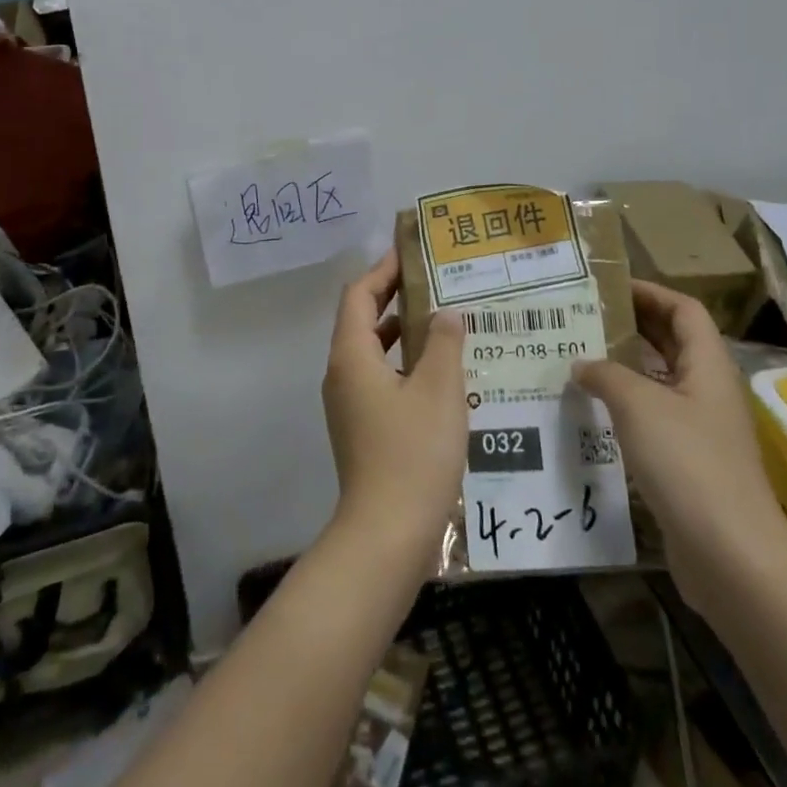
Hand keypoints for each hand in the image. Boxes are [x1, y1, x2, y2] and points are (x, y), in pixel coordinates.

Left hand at [321, 249, 467, 574]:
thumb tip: (445, 312)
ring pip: (372, 351)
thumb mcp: (438, 389)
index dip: (383, 269)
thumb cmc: (413, 452)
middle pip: (362, 319)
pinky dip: (404, 363)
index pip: (358, 294)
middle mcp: (342, 373)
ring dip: (401, 331)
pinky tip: (440, 373)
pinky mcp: (361, 428)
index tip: (411, 253)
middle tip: (434, 281)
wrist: (387, 534)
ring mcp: (349, 403)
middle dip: (394, 296)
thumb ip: (443, 342)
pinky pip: (380, 378)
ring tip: (443, 320)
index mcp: (351, 355)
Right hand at [573, 282, 786, 618]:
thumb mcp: (638, 405)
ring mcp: (701, 429)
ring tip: (579, 358)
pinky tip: (593, 411)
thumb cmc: (688, 463)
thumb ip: (606, 375)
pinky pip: (654, 417)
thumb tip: (581, 364)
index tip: (608, 288)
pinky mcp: (689, 463)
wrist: (731, 556)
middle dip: (633, 326)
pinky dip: (625, 406)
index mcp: (708, 366)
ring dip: (625, 367)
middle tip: (585, 318)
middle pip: (673, 343)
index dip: (650, 292)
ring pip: (661, 381)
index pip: (684, 310)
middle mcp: (708, 391)